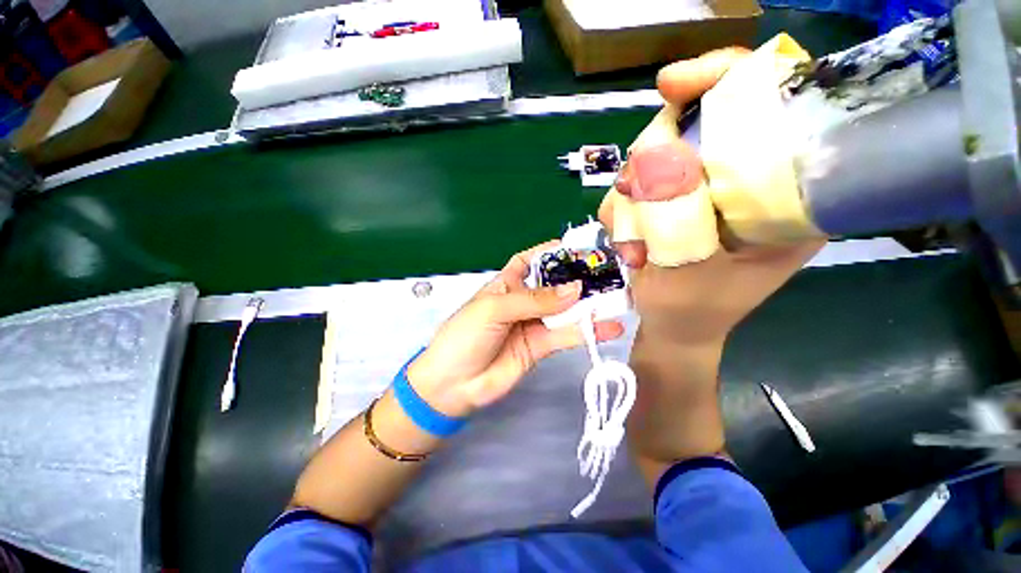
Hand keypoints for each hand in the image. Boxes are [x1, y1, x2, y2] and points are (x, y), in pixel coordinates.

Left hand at [407, 241, 624, 417]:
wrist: (454, 384)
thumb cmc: (466, 335)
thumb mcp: (495, 308)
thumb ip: (536, 300)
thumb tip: (576, 289)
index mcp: (507, 283)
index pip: (531, 261)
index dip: (552, 253)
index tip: (578, 248)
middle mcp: (524, 300)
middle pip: (555, 285)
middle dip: (579, 278)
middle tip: (609, 273)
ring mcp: (534, 323)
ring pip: (566, 310)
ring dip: (590, 305)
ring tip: (619, 298)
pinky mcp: (542, 346)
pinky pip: (568, 335)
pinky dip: (589, 332)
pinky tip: (610, 327)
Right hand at [599, 49, 824, 345]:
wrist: (674, 329)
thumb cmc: (693, 311)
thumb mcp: (689, 269)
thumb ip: (674, 217)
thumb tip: (651, 155)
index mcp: (785, 189)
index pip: (768, 99)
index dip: (721, 78)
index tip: (669, 86)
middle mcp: (747, 178)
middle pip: (695, 120)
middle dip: (653, 157)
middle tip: (634, 198)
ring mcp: (705, 188)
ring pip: (654, 154)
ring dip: (631, 197)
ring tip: (633, 244)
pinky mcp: (674, 199)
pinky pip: (635, 183)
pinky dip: (622, 211)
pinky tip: (629, 242)